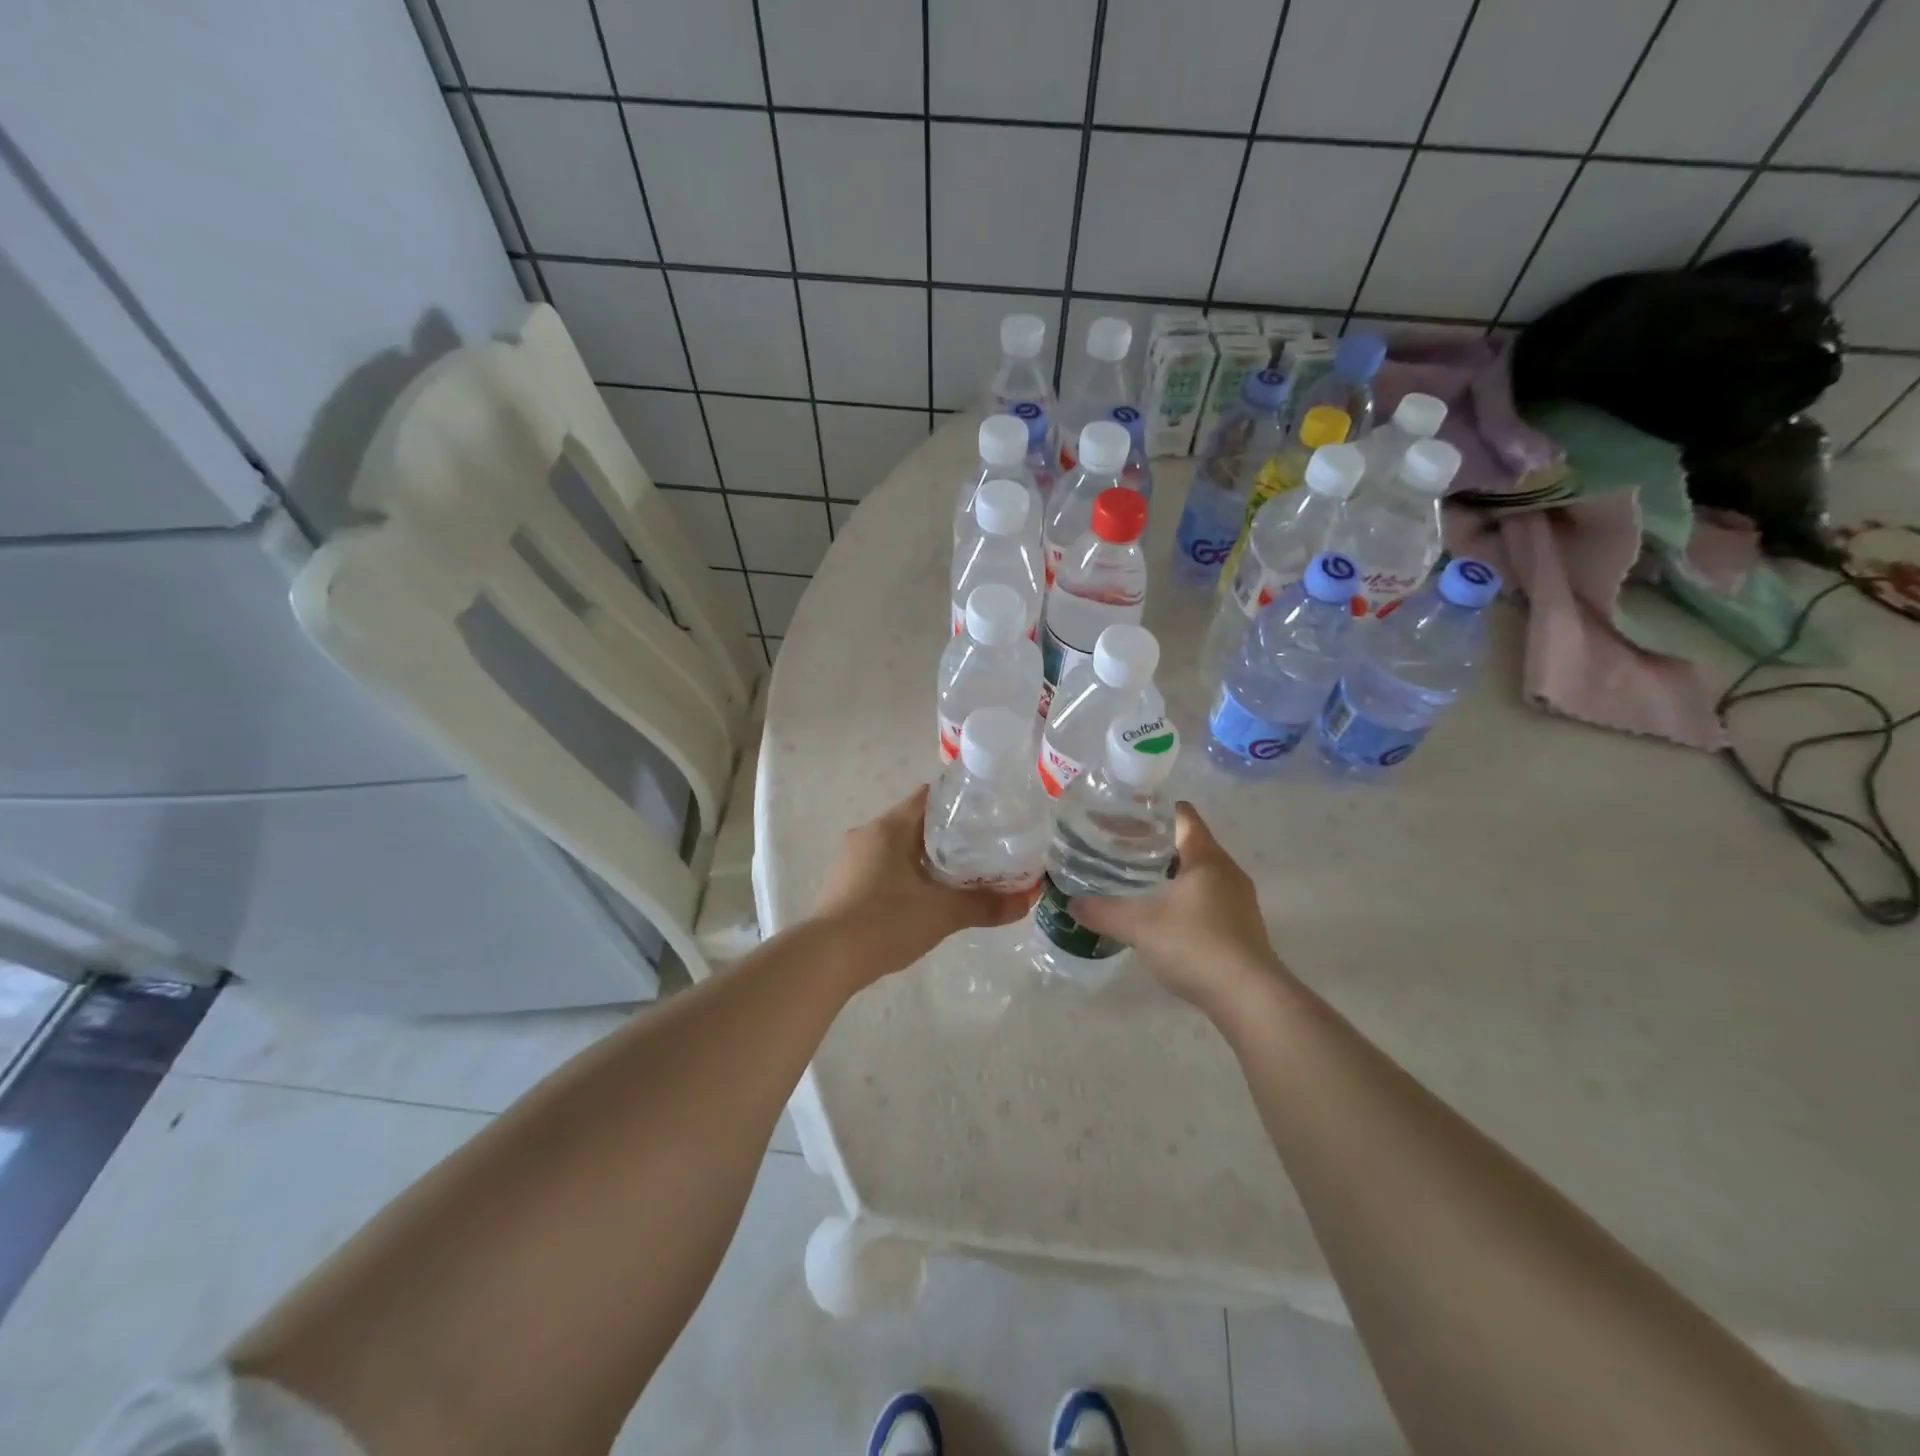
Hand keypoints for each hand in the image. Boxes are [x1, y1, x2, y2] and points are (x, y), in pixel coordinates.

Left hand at [812, 785, 1039, 985]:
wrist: (826, 960)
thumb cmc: (885, 922)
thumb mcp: (942, 913)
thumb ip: (987, 905)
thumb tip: (1030, 898)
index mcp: (889, 827)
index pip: (930, 797)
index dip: (960, 801)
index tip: (989, 813)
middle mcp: (867, 834)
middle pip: (916, 822)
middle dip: (949, 834)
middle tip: (984, 848)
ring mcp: (851, 859)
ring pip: (899, 846)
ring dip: (926, 856)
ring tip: (960, 874)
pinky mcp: (844, 884)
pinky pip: (883, 866)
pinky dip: (907, 873)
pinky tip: (924, 896)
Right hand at [1067, 803, 1286, 1013]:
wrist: (1250, 999)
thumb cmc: (1196, 946)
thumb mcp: (1140, 927)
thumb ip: (1103, 911)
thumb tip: (1072, 903)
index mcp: (1207, 857)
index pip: (1182, 815)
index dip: (1152, 812)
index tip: (1122, 818)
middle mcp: (1228, 871)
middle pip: (1189, 842)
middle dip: (1154, 844)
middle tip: (1118, 850)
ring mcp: (1239, 900)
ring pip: (1199, 873)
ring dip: (1170, 873)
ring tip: (1134, 881)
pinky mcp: (1242, 927)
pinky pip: (1208, 898)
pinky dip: (1183, 898)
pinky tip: (1161, 916)